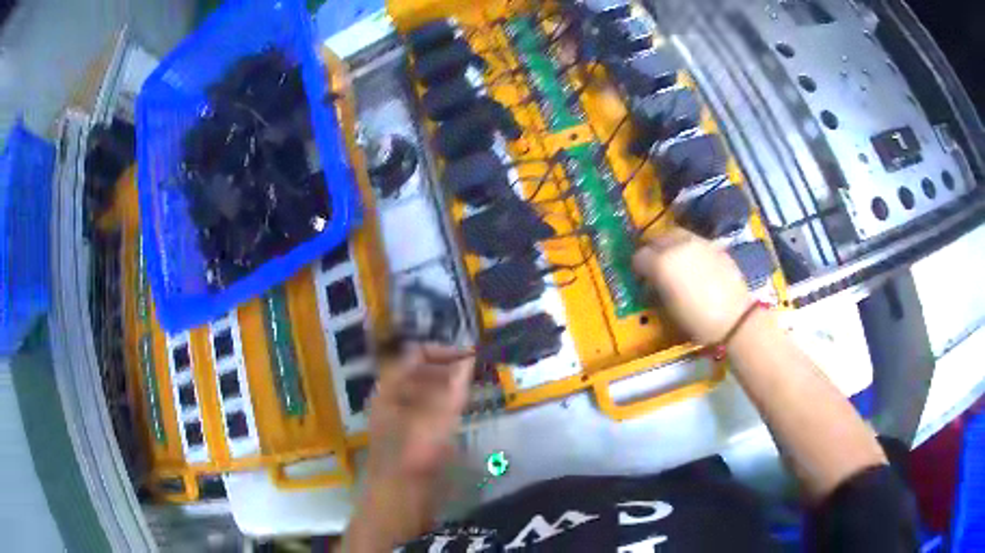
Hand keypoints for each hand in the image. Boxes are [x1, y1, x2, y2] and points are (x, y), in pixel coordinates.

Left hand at [344, 343, 473, 551]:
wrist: (399, 501)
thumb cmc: (412, 456)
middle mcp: (394, 400)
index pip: (415, 355)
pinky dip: (449, 404)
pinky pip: (432, 411)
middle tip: (479, 370)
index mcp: (391, 389)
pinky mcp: (414, 438)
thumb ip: (452, 388)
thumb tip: (468, 358)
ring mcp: (403, 419)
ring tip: (476, 387)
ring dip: (451, 385)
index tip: (472, 355)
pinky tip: (464, 410)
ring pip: (428, 391)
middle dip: (449, 366)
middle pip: (421, 372)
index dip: (443, 350)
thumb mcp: (433, 419)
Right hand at [633, 229, 750, 344]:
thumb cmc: (696, 320)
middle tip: (655, 266)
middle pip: (657, 238)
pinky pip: (694, 242)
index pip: (639, 256)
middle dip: (653, 250)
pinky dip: (688, 249)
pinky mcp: (714, 246)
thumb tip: (651, 282)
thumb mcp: (667, 308)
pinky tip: (694, 265)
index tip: (641, 279)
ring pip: (676, 235)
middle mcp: (678, 245)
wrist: (735, 318)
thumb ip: (655, 289)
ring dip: (670, 245)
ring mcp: (698, 242)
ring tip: (675, 262)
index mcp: (662, 262)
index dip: (638, 268)